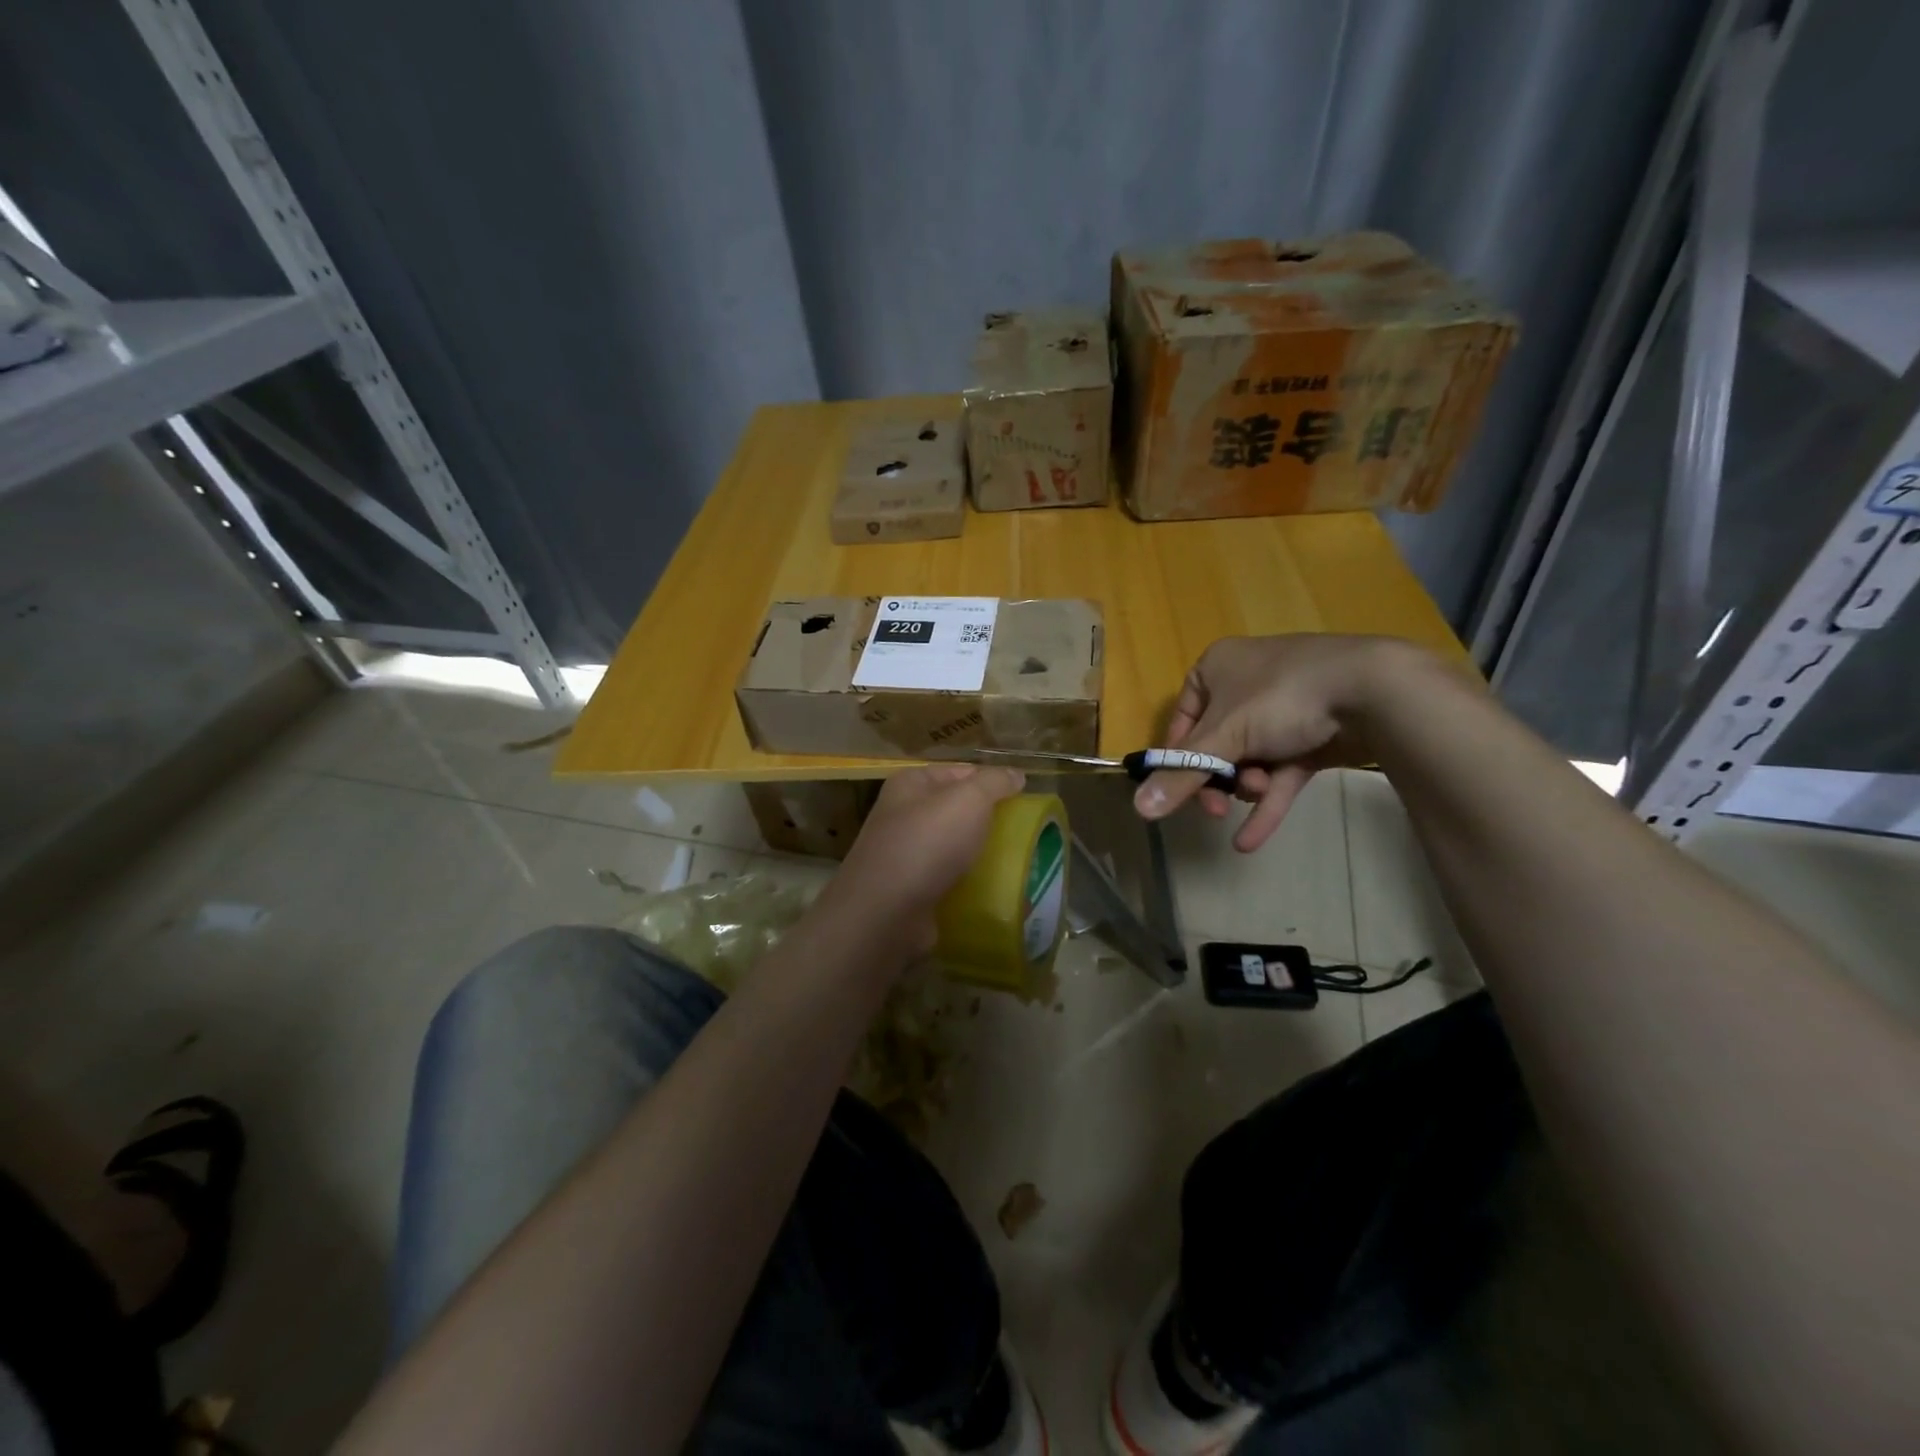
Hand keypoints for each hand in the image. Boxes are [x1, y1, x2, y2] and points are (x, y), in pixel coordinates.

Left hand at [821, 765, 1026, 956]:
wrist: (886, 913)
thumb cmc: (927, 843)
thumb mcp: (969, 800)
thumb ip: (995, 782)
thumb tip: (1016, 775)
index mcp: (910, 784)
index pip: (959, 772)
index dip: (991, 780)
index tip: (1024, 797)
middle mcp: (902, 815)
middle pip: (956, 810)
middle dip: (988, 820)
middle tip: (1024, 832)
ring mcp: (904, 855)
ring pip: (953, 847)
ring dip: (980, 854)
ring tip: (1017, 862)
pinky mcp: (910, 891)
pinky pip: (948, 880)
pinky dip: (969, 884)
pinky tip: (994, 890)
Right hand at [1133, 635, 1429, 850]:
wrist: (1374, 688)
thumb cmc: (1281, 698)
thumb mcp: (1225, 737)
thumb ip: (1181, 776)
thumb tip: (1139, 809)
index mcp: (1217, 669)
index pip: (1182, 723)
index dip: (1178, 761)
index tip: (1178, 793)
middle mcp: (1246, 684)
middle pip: (1216, 746)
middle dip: (1219, 779)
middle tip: (1218, 807)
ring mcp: (1284, 709)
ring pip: (1250, 760)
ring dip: (1248, 786)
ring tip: (1260, 792)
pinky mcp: (1314, 735)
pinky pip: (1282, 771)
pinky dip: (1268, 803)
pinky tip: (1251, 842)